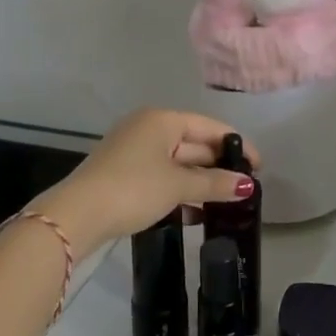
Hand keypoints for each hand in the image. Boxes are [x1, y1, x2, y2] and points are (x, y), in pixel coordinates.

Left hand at [31, 109, 258, 251]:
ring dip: (200, 182)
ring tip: (225, 203)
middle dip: (218, 166)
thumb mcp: (177, 186)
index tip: (259, 166)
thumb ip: (214, 185)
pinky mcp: (123, 173)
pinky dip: (180, 190)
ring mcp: (133, 150)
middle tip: (244, 187)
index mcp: (163, 119)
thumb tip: (248, 186)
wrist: (76, 215)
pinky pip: (162, 175)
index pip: (210, 126)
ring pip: (178, 162)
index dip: (237, 145)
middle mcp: (148, 127)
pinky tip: (195, 212)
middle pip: (194, 143)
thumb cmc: (133, 188)